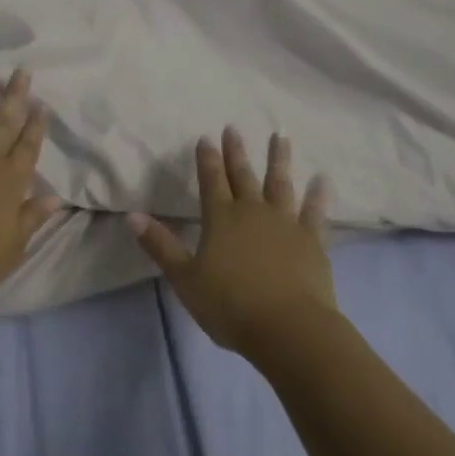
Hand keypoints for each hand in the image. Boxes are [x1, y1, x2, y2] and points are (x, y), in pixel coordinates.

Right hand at [130, 127, 334, 354]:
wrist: (288, 328)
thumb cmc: (230, 305)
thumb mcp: (185, 278)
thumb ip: (160, 245)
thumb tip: (132, 215)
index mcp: (221, 219)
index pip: (211, 181)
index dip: (207, 159)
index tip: (206, 137)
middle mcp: (253, 213)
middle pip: (243, 176)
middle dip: (237, 152)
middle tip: (234, 128)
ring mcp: (286, 224)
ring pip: (281, 184)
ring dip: (279, 159)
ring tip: (281, 135)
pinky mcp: (312, 242)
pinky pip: (315, 213)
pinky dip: (318, 195)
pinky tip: (322, 180)